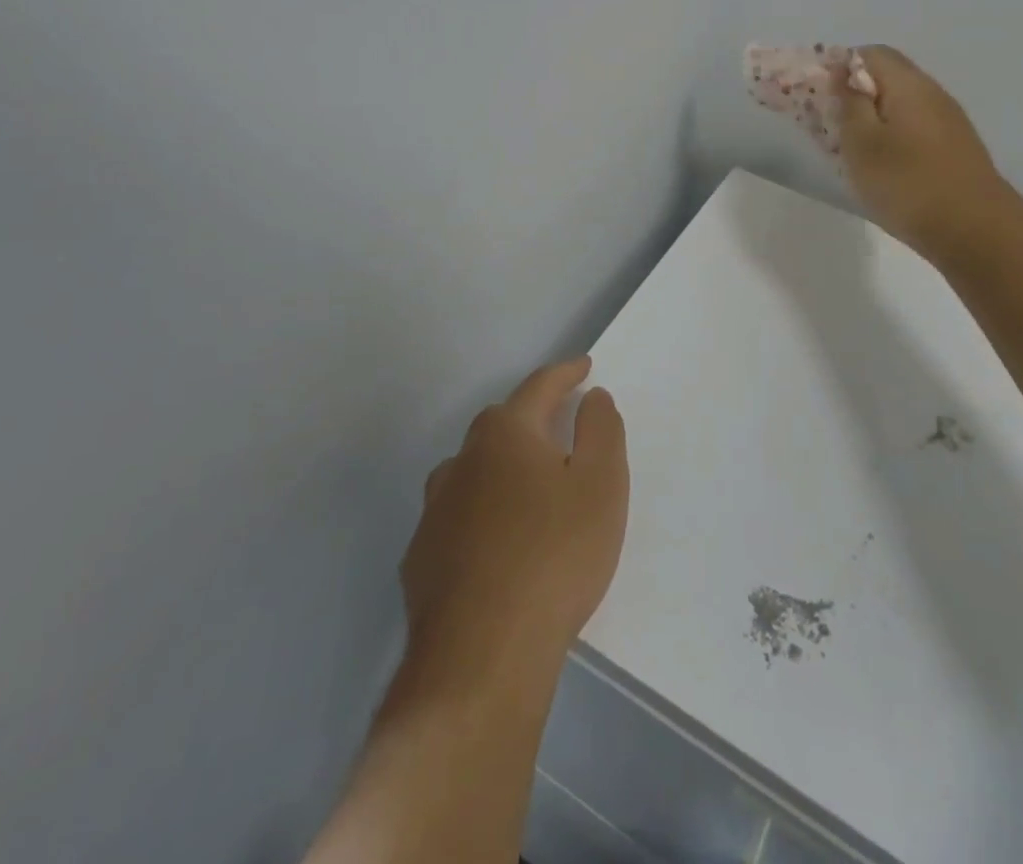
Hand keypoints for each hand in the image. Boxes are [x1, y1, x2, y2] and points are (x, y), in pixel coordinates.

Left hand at [400, 357, 628, 688]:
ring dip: (502, 469)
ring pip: (474, 472)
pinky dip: (481, 516)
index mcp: (506, 434)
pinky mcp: (422, 558)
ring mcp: (435, 510)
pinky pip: (459, 519)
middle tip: (561, 430)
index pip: (539, 387)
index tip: (584, 366)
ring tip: (527, 489)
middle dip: (532, 420)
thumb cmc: (554, 557)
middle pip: (501, 425)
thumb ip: (600, 431)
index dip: (566, 373)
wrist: (481, 656)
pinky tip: (496, 545)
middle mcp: (463, 460)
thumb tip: (591, 397)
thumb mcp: (600, 486)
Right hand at [838, 45, 1011, 257]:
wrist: (975, 231)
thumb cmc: (908, 183)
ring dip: (871, 118)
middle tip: (828, 124)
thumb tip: (843, 72)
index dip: (838, 66)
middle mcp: (932, 93)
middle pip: (887, 76)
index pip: (869, 53)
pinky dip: (890, 136)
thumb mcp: (862, 143)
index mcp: (908, 85)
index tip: (817, 94)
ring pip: (900, 104)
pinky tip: (881, 166)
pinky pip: (913, 127)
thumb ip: (849, 103)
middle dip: (853, 93)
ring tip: (849, 149)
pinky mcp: (953, 148)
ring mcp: (948, 121)